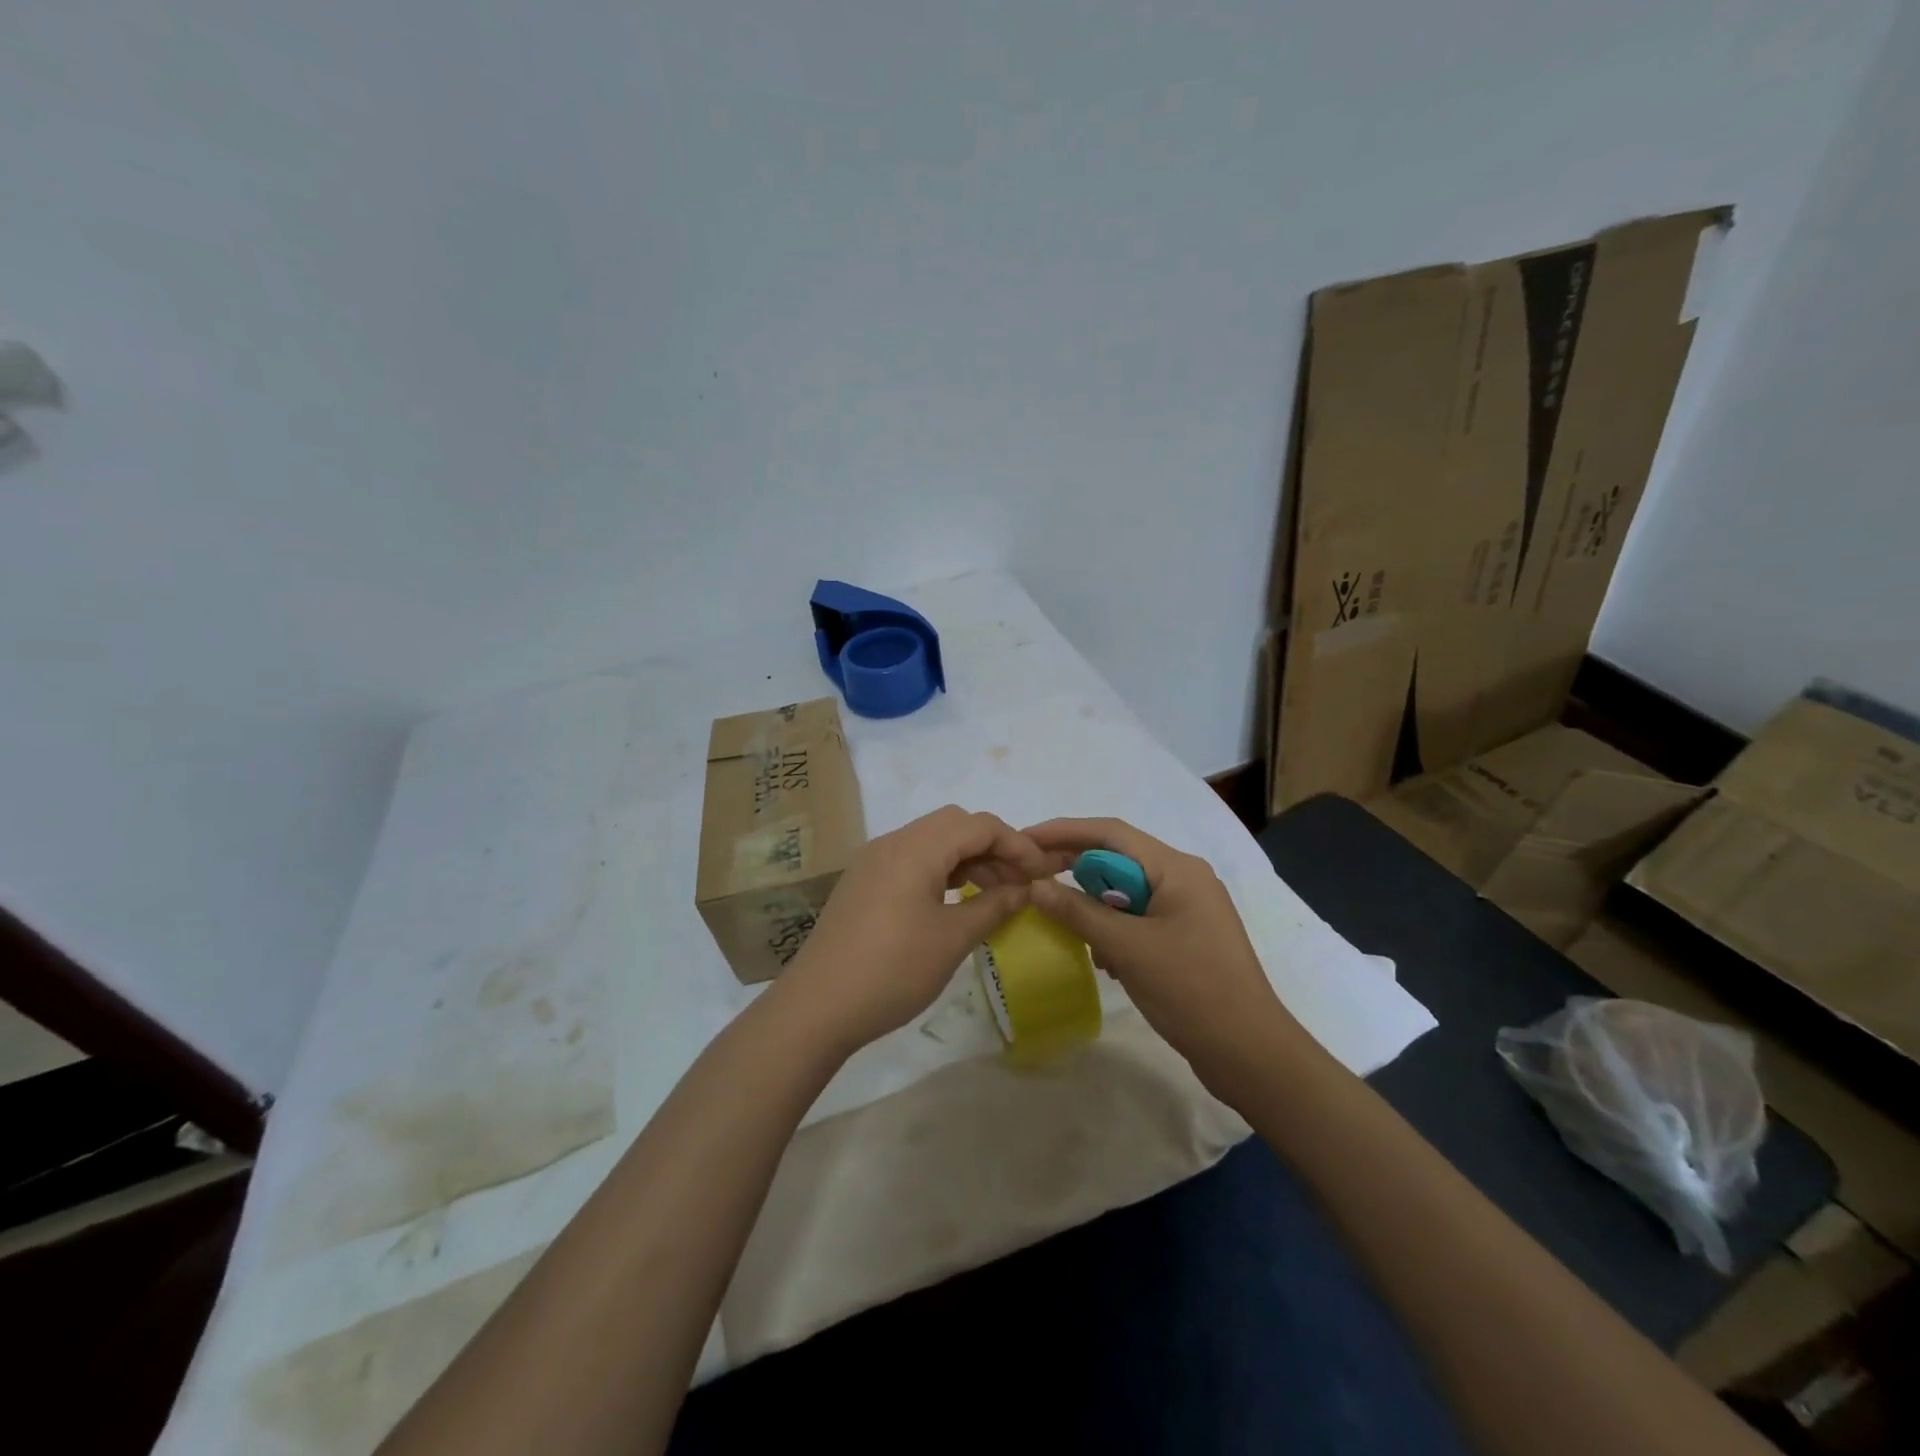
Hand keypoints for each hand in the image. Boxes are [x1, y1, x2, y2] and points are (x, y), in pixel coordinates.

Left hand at [780, 805, 1053, 1053]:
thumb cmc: (893, 970)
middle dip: (992, 847)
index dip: (1017, 845)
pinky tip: (954, 899)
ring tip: (993, 894)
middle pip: (955, 824)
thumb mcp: (953, 939)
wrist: (818, 1006)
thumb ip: (995, 906)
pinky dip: (940, 869)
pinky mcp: (863, 881)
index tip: (1040, 875)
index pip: (979, 825)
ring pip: (932, 840)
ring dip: (966, 858)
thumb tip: (1024, 889)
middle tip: (1017, 883)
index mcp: (916, 848)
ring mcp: (873, 860)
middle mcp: (892, 842)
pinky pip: (911, 858)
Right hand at [1025, 818, 1310, 1084]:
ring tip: (1058, 919)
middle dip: (1074, 867)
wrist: (1250, 1052)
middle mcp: (1183, 878)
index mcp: (1177, 869)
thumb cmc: (1192, 990)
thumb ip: (1079, 913)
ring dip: (1092, 903)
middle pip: (1117, 859)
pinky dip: (1112, 928)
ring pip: (1125, 891)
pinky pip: (1137, 918)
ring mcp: (1186, 909)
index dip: (1064, 831)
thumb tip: (1035, 886)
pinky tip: (1099, 956)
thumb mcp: (1128, 948)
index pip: (1111, 833)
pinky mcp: (1184, 937)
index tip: (1024, 839)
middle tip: (1030, 878)